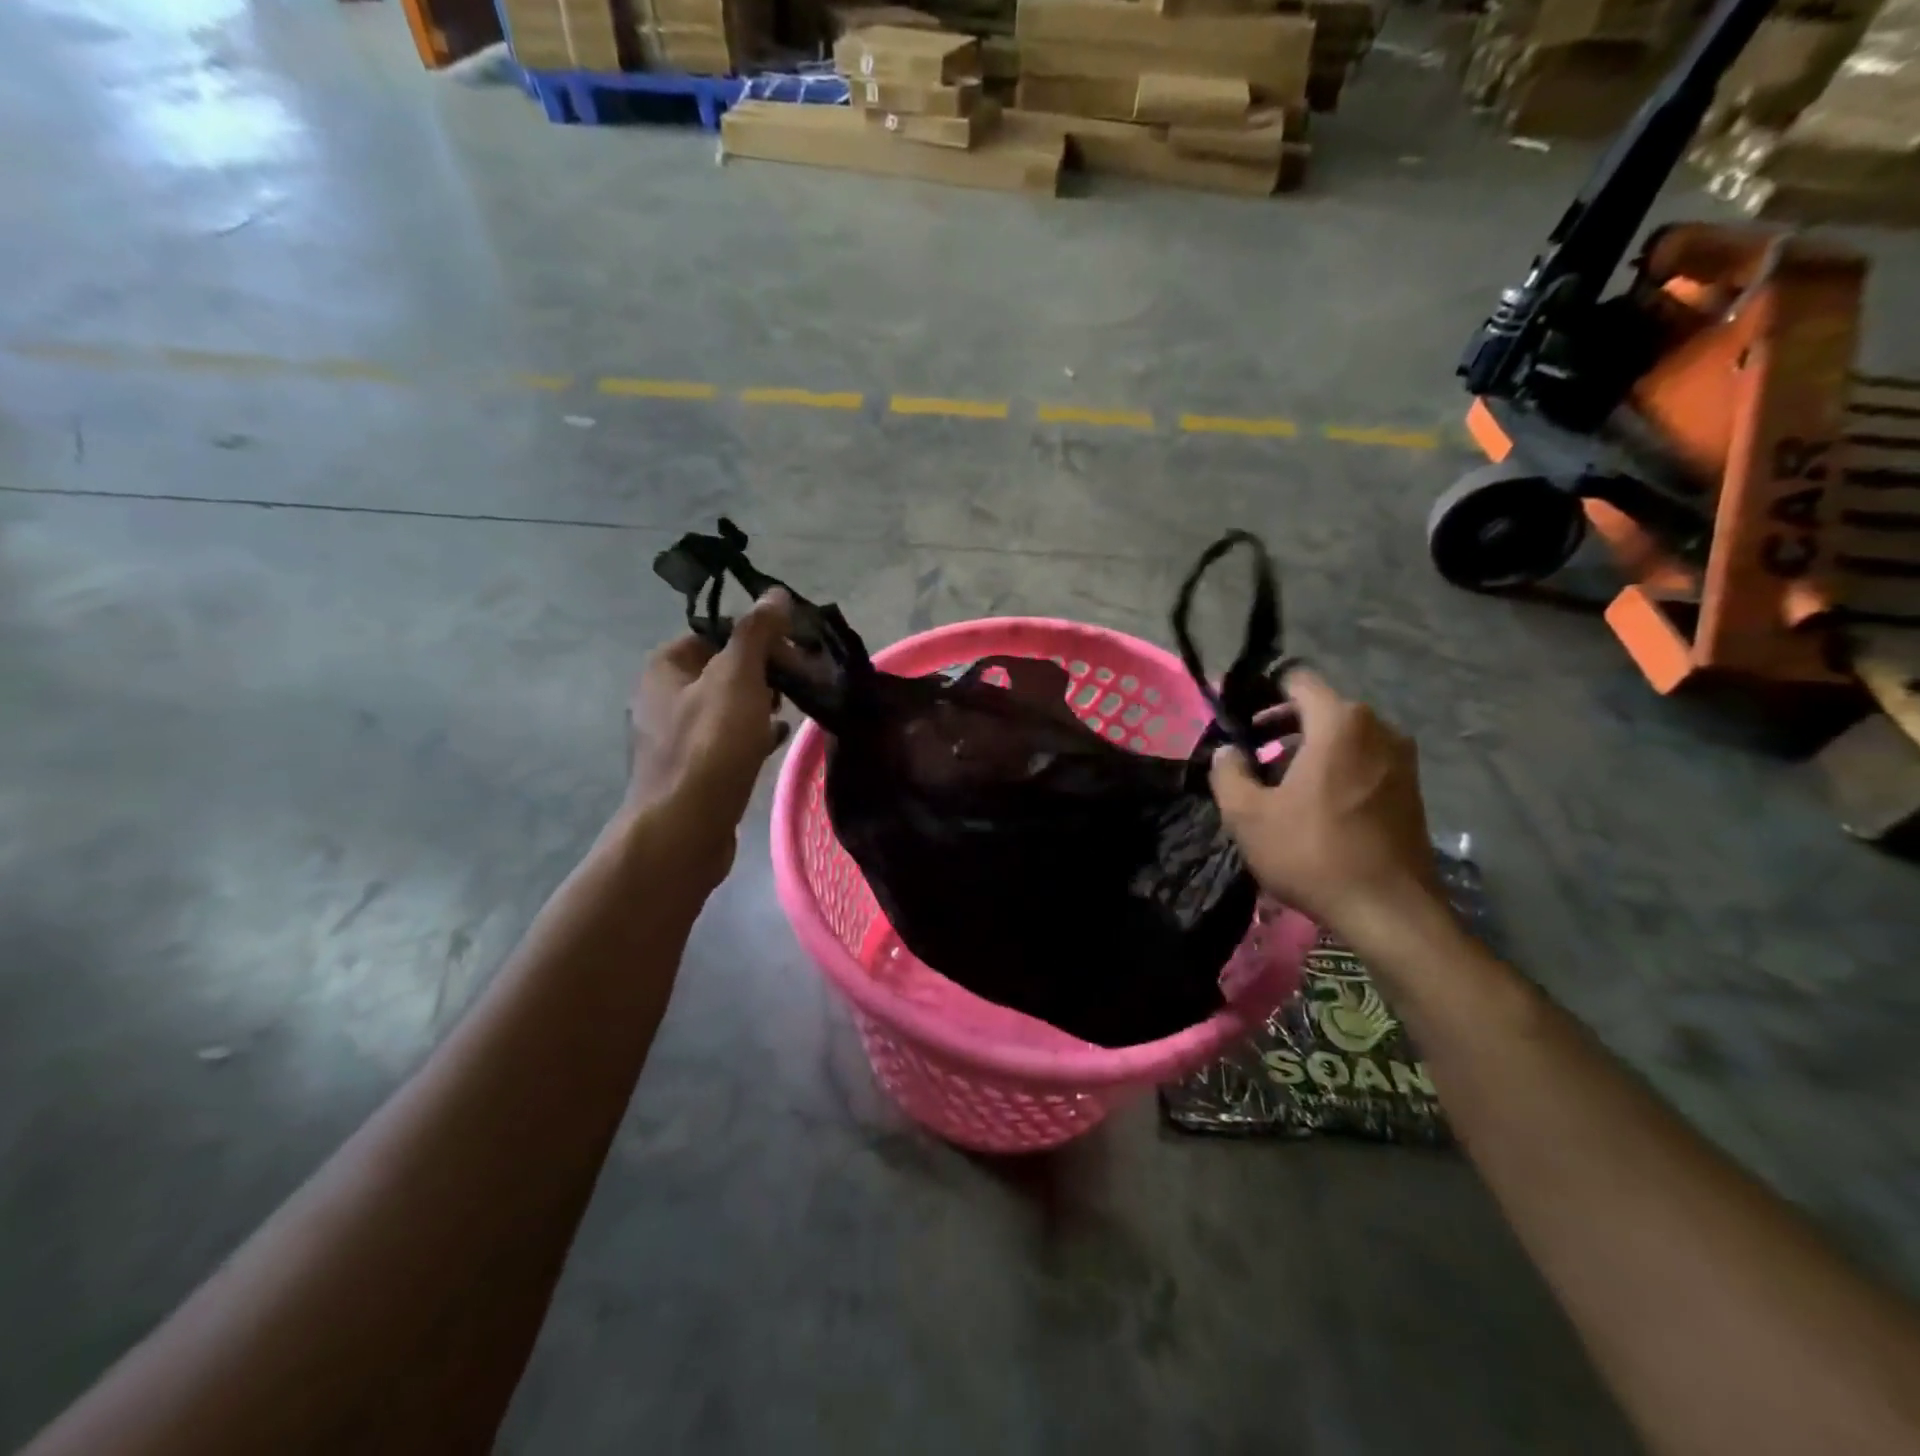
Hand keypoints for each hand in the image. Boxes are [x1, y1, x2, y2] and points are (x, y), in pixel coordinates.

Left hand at [625, 591, 793, 878]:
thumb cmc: (710, 744)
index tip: (794, 649)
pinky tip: (778, 739)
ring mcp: (675, 736)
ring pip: (726, 705)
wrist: (684, 827)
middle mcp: (662, 696)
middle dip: (764, 670)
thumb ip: (756, 633)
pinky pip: (727, 739)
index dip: (758, 635)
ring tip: (794, 708)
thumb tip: (776, 594)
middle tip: (801, 681)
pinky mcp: (692, 768)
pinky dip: (753, 734)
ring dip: (760, 703)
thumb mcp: (738, 678)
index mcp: (665, 666)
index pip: (716, 631)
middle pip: (722, 668)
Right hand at [1210, 666, 1440, 939]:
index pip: (1298, 681)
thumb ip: (1227, 772)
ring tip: (1280, 787)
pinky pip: (1364, 761)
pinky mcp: (1411, 789)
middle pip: (1321, 709)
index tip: (1241, 723)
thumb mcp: (1247, 815)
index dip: (1263, 694)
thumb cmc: (1312, 853)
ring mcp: (1401, 759)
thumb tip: (1228, 752)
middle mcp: (1378, 728)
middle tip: (1251, 758)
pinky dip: (1336, 770)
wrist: (1389, 910)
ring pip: (1343, 738)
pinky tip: (1315, 807)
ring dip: (1309, 751)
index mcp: (1339, 723)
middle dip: (1282, 728)